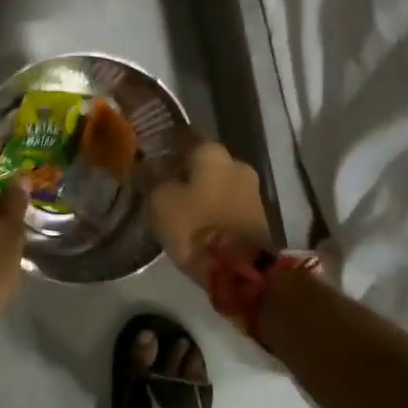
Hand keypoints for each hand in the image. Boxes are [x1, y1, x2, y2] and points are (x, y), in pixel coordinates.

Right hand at [146, 138, 271, 280]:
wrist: (241, 270)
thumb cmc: (195, 227)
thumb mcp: (160, 201)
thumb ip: (153, 177)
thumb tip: (148, 164)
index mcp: (213, 152)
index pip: (185, 138)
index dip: (165, 148)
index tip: (150, 159)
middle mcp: (237, 163)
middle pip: (204, 162)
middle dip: (185, 172)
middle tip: (162, 186)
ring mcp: (252, 190)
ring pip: (218, 183)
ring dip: (200, 192)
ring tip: (178, 207)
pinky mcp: (258, 216)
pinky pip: (228, 204)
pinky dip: (213, 209)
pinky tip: (196, 221)